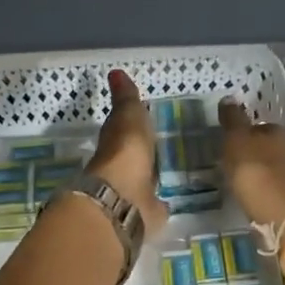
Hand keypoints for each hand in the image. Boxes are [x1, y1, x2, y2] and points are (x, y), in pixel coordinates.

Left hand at [88, 70, 168, 234]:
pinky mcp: (147, 213)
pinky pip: (155, 202)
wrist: (123, 200)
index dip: (131, 122)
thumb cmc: (126, 153)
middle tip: (159, 143)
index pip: (123, 129)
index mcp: (116, 143)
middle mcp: (122, 167)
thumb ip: (126, 99)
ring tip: (168, 167)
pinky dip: (160, 200)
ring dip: (151, 174)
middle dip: (143, 150)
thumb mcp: (128, 117)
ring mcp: (134, 191)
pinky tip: (169, 197)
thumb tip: (115, 71)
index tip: (144, 117)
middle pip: (133, 155)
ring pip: (144, 178)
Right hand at [219, 99, 284, 239]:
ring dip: (254, 173)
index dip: (241, 132)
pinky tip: (249, 197)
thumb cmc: (257, 175)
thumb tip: (229, 97)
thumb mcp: (238, 142)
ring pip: (268, 168)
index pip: (257, 125)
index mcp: (276, 132)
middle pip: (264, 147)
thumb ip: (233, 121)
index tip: (225, 142)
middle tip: (226, 162)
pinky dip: (259, 190)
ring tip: (234, 181)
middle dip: (248, 153)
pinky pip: (270, 188)